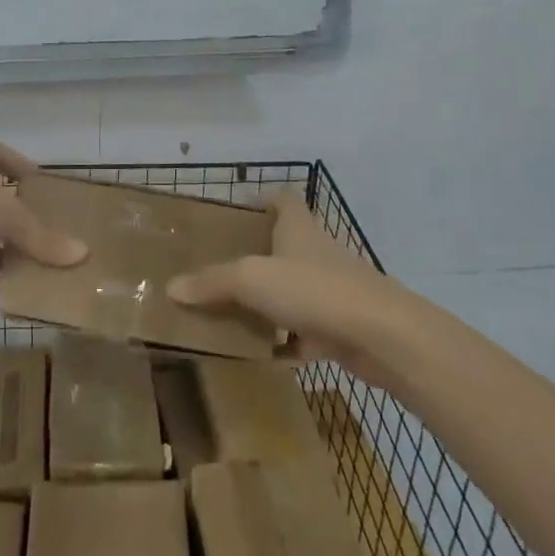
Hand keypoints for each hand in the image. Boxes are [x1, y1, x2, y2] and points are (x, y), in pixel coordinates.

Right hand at [167, 189, 402, 383]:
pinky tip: (261, 356)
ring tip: (230, 313)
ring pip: (293, 291)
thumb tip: (171, 287)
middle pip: (284, 246)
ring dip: (268, 303)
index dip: (262, 200)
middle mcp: (316, 253)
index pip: (283, 200)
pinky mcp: (341, 327)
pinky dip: (286, 343)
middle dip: (254, 256)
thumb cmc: (314, 289)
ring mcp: (331, 291)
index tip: (236, 213)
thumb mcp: (251, 279)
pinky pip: (305, 333)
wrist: (383, 337)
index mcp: (298, 228)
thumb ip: (211, 282)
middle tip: (217, 269)